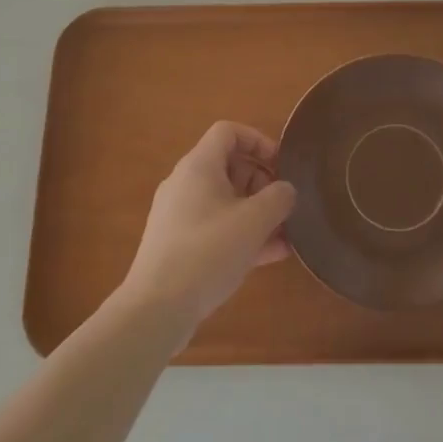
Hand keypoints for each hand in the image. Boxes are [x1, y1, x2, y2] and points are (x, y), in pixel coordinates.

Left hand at [117, 122, 295, 343]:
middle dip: (262, 182)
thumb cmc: (208, 252)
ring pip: (225, 201)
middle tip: (284, 206)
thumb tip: (286, 190)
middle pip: (229, 166)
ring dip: (256, 213)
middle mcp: (185, 183)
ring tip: (286, 235)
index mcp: (199, 166)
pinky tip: (270, 256)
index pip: (228, 132)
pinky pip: (216, 227)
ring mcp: (179, 216)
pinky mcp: (178, 245)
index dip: (258, 141)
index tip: (281, 166)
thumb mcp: (254, 222)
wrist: (156, 309)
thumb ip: (278, 198)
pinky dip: (241, 234)